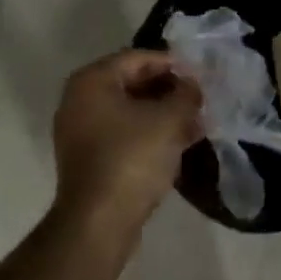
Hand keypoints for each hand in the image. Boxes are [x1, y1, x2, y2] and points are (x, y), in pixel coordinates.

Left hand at [52, 49, 202, 236]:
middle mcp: (80, 100)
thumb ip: (185, 94)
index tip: (200, 76)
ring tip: (197, 123)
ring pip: (130, 111)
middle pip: (132, 83)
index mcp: (93, 81)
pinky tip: (180, 144)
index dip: (173, 64)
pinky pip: (124, 134)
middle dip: (169, 91)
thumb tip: (191, 86)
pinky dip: (150, 134)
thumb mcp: (169, 120)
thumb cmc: (132, 158)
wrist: (99, 221)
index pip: (138, 58)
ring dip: (163, 114)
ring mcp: (81, 131)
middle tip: (200, 100)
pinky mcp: (89, 158)